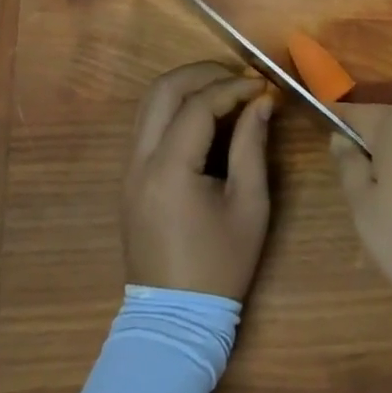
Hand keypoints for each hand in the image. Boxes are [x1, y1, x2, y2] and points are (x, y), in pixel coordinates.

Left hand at [123, 62, 273, 300]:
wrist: (174, 318)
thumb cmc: (220, 266)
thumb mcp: (249, 206)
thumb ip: (253, 146)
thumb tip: (262, 101)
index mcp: (170, 170)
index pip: (198, 105)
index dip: (233, 88)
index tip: (262, 86)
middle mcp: (140, 161)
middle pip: (163, 90)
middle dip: (203, 73)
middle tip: (239, 78)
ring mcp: (128, 168)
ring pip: (149, 102)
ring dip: (185, 86)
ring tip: (224, 90)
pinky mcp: (128, 177)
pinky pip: (146, 124)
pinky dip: (173, 107)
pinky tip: (204, 116)